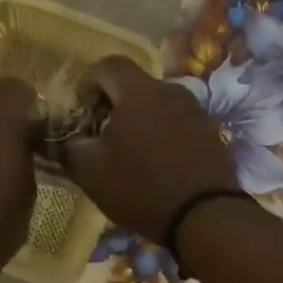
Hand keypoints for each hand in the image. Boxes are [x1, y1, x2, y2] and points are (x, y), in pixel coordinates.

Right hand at [64, 57, 237, 242]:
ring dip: (139, 120)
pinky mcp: (210, 132)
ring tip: (131, 154)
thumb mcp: (91, 173)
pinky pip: (177, 122)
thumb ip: (72, 146)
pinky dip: (162, 134)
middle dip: (113, 105)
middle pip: (134, 85)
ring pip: (157, 104)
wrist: (206, 217)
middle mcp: (169, 92)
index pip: (108, 65)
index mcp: (138, 93)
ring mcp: (195, 111)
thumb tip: (72, 138)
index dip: (89, 83)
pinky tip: (158, 165)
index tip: (84, 113)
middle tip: (102, 137)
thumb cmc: (141, 189)